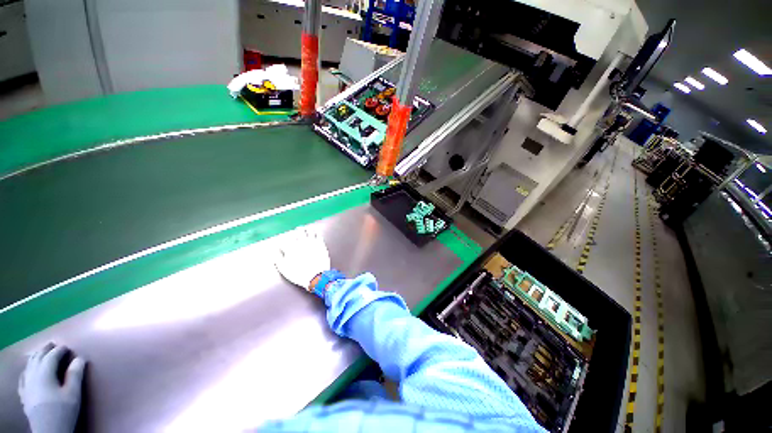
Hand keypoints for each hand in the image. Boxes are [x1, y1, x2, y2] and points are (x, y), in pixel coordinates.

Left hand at [18, 343, 85, 432]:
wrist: (49, 431)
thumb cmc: (62, 410)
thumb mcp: (73, 394)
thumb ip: (75, 375)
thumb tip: (80, 358)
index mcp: (44, 373)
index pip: (51, 356)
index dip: (59, 350)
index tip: (67, 347)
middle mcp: (32, 376)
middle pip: (37, 359)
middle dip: (44, 350)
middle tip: (52, 344)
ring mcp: (26, 385)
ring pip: (28, 366)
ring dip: (35, 357)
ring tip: (41, 353)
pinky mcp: (24, 393)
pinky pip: (23, 377)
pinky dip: (27, 370)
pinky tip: (28, 371)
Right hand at [275, 227, 330, 290]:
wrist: (316, 277)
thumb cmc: (299, 274)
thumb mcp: (284, 269)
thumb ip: (278, 259)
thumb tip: (275, 252)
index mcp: (291, 248)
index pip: (286, 240)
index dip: (284, 241)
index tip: (284, 242)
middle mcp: (301, 243)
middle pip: (298, 233)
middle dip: (297, 231)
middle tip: (297, 229)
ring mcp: (312, 243)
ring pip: (309, 232)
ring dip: (307, 230)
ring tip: (306, 229)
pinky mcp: (321, 245)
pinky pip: (318, 236)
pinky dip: (316, 234)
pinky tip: (316, 234)